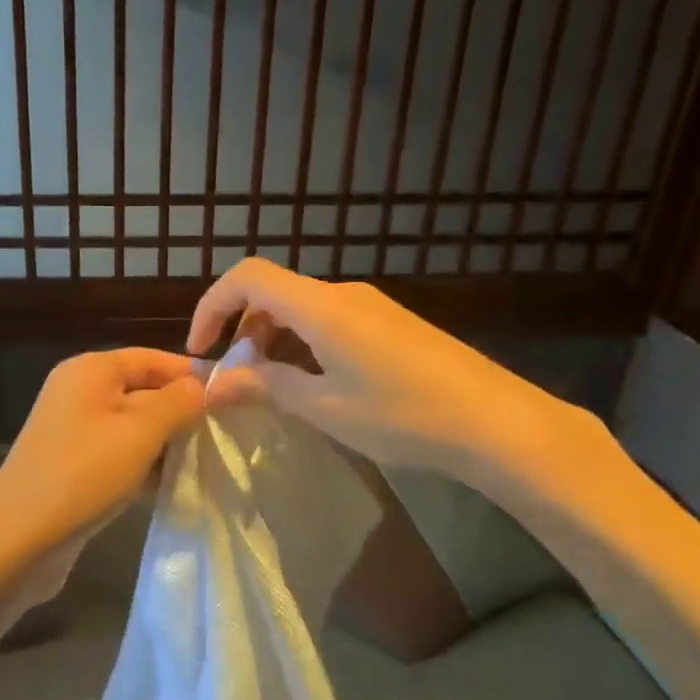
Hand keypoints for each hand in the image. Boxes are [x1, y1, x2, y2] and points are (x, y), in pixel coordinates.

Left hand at [0, 348, 205, 617]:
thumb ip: (181, 402)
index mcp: (90, 370)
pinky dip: (144, 464)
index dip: (193, 374)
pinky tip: (171, 484)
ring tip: (206, 460)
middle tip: (226, 434)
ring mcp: (73, 430)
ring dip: (167, 442)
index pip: (153, 358)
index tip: (234, 398)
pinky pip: (119, 453)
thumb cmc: (82, 475)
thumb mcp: (140, 433)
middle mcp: (79, 391)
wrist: (18, 542)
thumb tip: (214, 383)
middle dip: (183, 412)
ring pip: (134, 426)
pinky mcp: (73, 464)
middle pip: (144, 390)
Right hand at [187, 258, 580, 483]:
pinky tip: (316, 385)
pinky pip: (330, 320)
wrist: (497, 422)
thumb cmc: (404, 415)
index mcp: (321, 307)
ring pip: (301, 308)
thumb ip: (267, 387)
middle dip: (242, 330)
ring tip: (274, 389)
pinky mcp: (391, 323)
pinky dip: (304, 343)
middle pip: (273, 292)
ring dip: (274, 340)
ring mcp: (371, 307)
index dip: (212, 306)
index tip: (202, 350)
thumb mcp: (325, 408)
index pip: (247, 277)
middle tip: (238, 381)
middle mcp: (343, 294)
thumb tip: (216, 384)